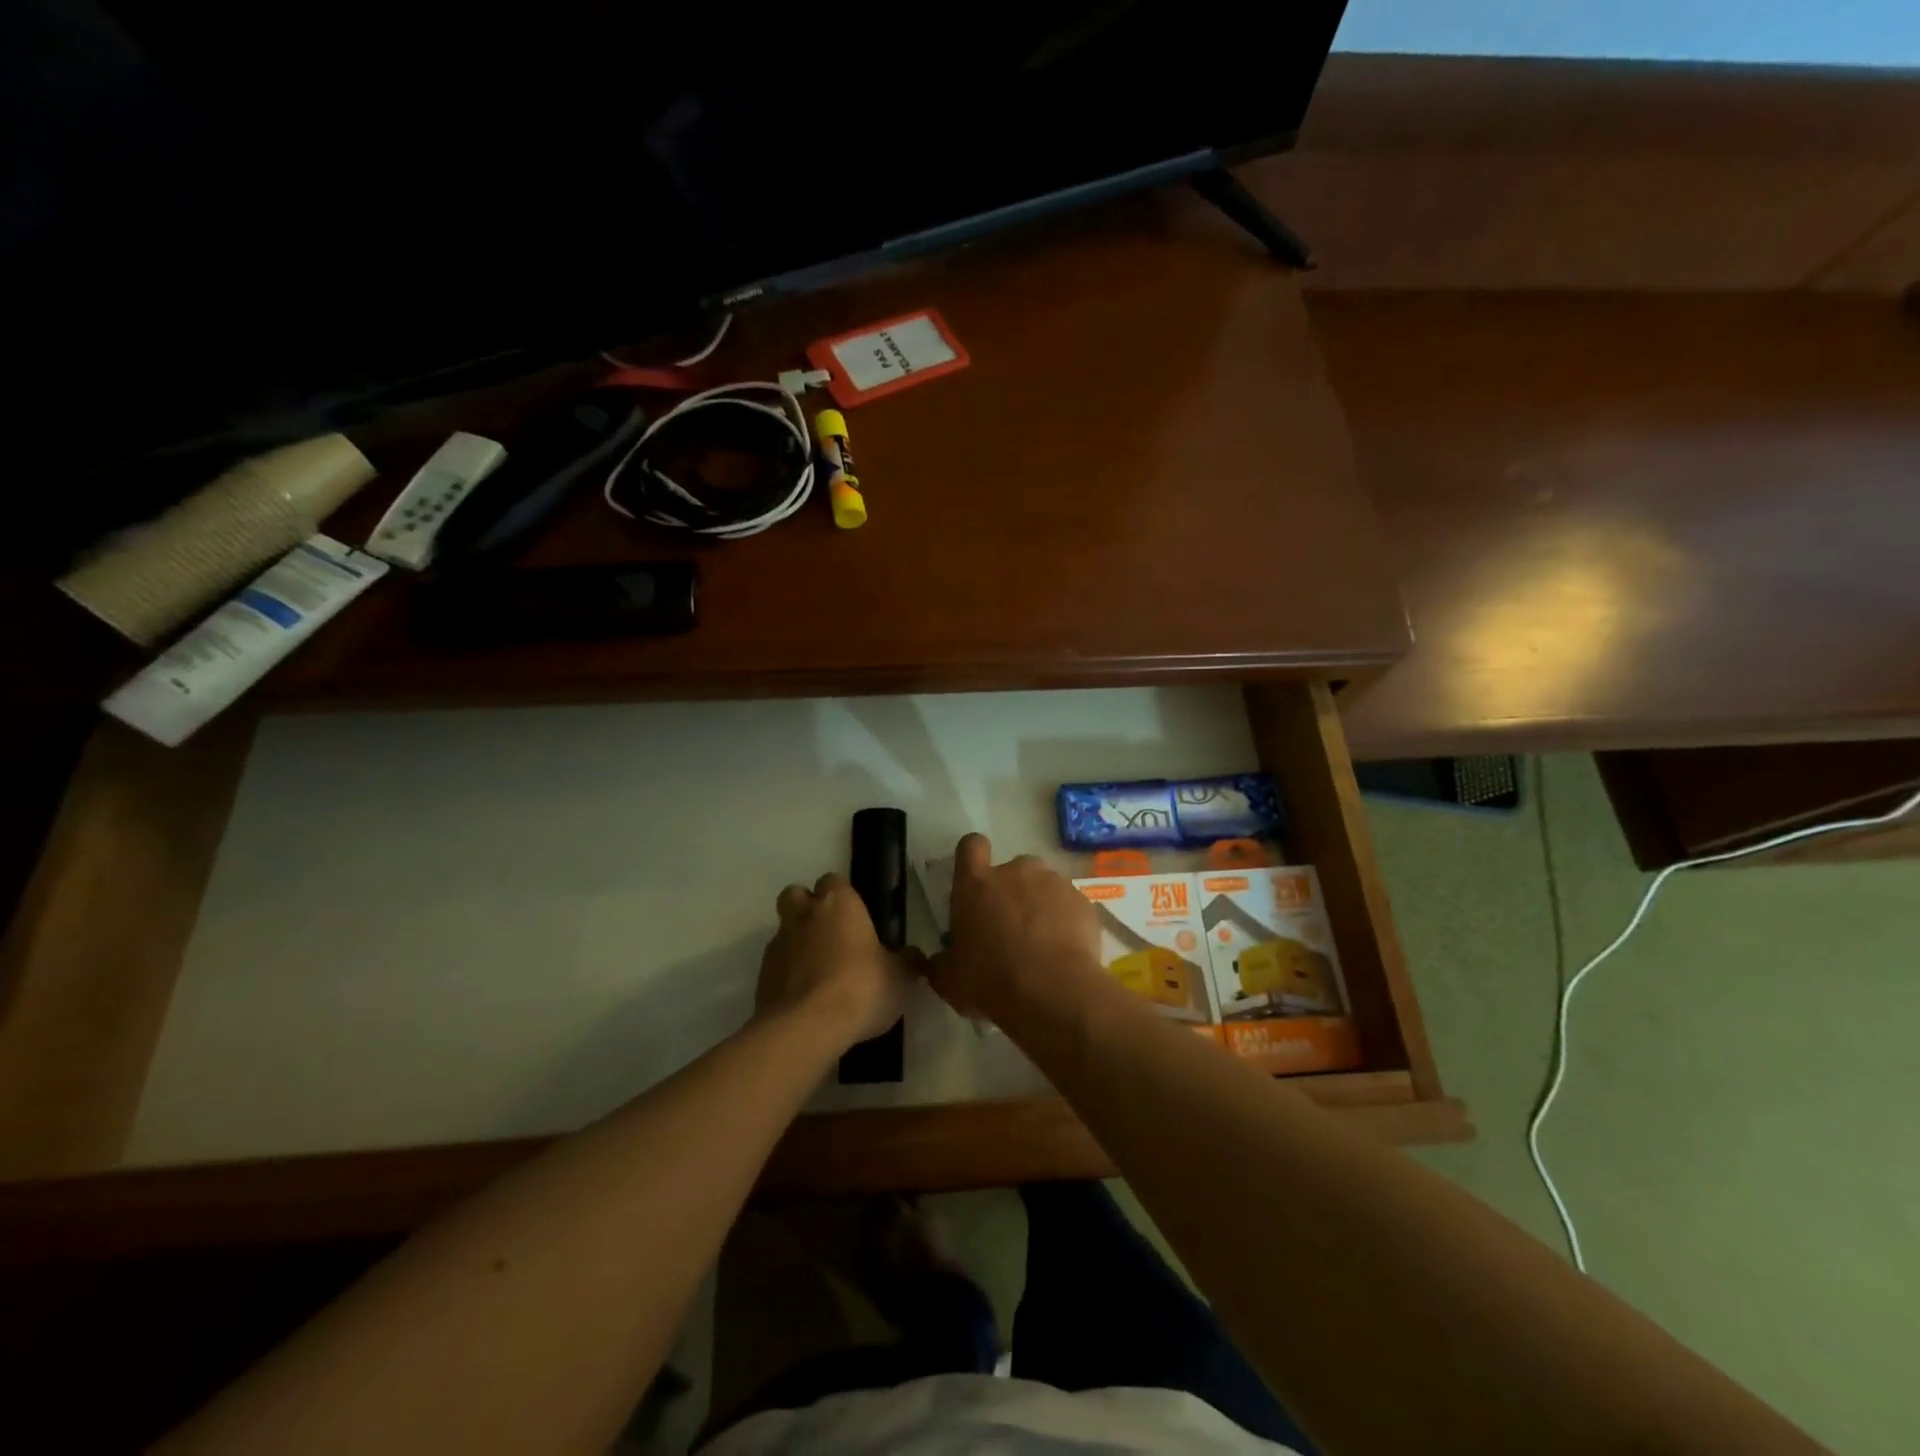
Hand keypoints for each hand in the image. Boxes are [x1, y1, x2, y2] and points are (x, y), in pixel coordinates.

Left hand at [755, 873, 912, 1049]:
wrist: (806, 1028)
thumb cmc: (861, 988)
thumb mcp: (900, 978)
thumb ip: (907, 962)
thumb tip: (913, 956)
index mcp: (838, 904)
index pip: (834, 880)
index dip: (842, 895)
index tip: (855, 916)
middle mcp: (804, 916)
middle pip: (796, 895)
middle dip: (808, 907)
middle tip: (830, 933)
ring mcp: (778, 945)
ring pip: (784, 931)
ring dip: (798, 943)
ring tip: (819, 973)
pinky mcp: (762, 977)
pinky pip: (776, 966)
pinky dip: (788, 974)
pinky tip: (806, 998)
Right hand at [925, 834, 1104, 1018]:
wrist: (1054, 993)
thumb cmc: (991, 981)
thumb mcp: (950, 980)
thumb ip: (939, 963)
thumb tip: (930, 960)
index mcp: (976, 884)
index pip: (970, 846)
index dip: (973, 857)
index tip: (976, 879)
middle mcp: (1015, 872)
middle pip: (1011, 869)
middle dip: (1012, 892)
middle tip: (1010, 929)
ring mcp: (1053, 883)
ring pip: (1043, 886)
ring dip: (1040, 906)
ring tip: (1042, 944)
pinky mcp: (1082, 901)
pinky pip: (1069, 906)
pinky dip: (1066, 922)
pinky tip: (1065, 951)